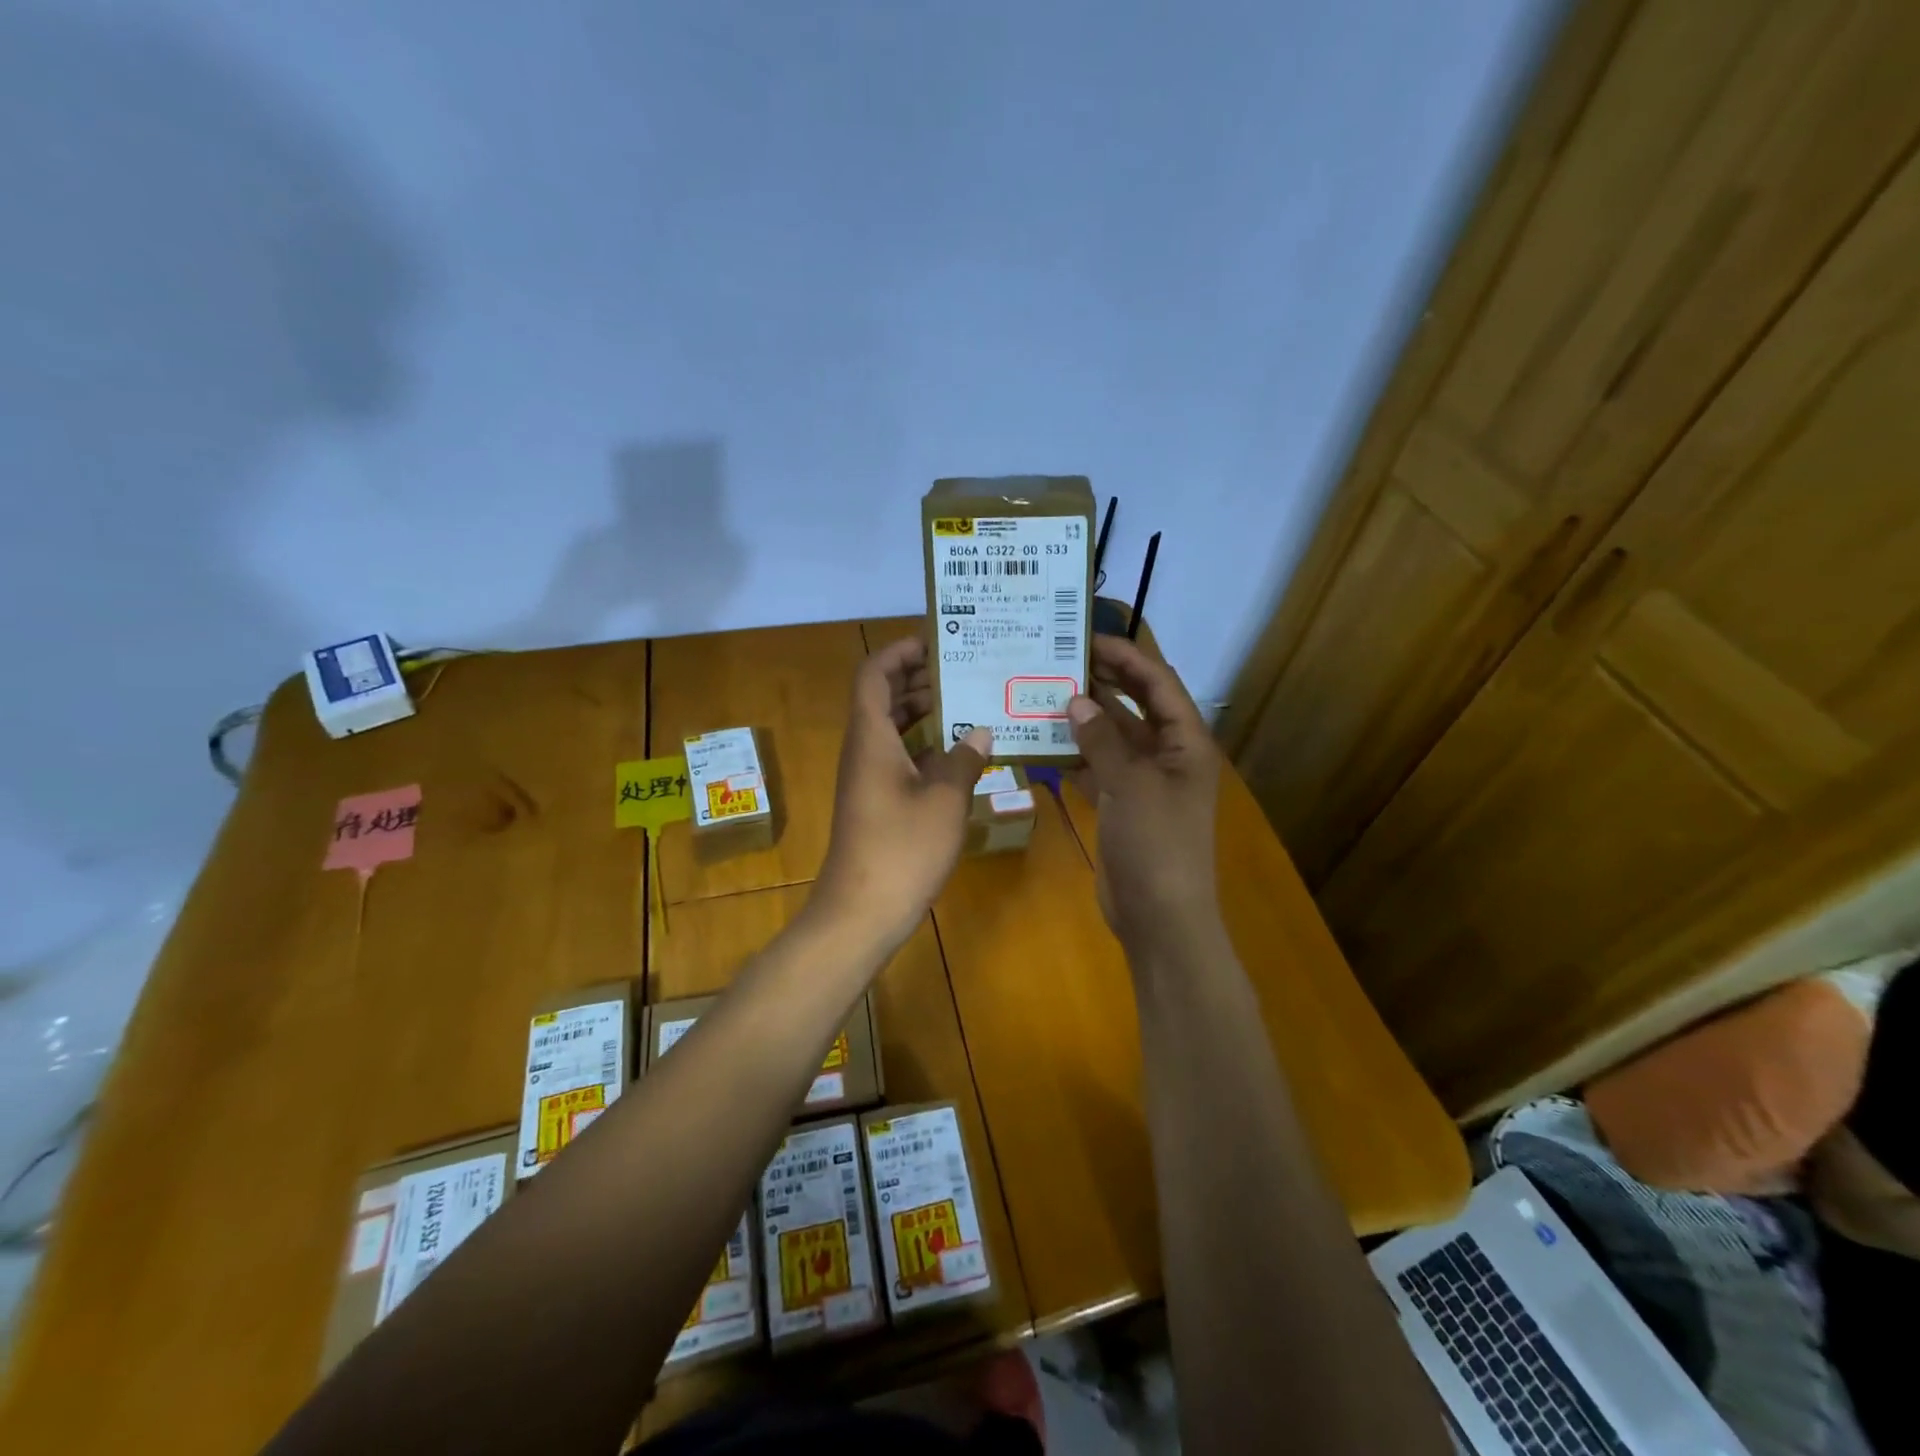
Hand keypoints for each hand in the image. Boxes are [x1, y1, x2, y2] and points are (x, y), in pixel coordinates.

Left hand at [814, 635, 991, 950]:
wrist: (862, 912)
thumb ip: (964, 759)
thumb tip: (981, 731)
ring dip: (927, 713)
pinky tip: (963, 753)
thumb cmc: (902, 849)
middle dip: (921, 679)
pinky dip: (927, 747)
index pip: (874, 674)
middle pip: (885, 698)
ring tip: (972, 702)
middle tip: (967, 669)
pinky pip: (901, 758)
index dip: (900, 651)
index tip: (937, 641)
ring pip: (894, 730)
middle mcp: (864, 750)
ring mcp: (869, 778)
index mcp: (871, 737)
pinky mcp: (878, 803)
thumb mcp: (945, 800)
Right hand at [1068, 635, 1221, 952]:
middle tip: (1059, 659)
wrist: (1160, 917)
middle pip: (1134, 706)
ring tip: (1042, 692)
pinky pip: (1096, 768)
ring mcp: (1142, 782)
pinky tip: (1040, 742)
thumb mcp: (1131, 786)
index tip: (1087, 637)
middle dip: (1102, 681)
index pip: (1158, 684)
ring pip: (1111, 737)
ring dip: (1083, 718)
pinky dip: (1073, 756)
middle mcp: (1167, 755)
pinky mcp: (1120, 805)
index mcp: (1185, 743)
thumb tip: (1076, 699)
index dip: (1128, 656)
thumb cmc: (1157, 845)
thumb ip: (1102, 740)